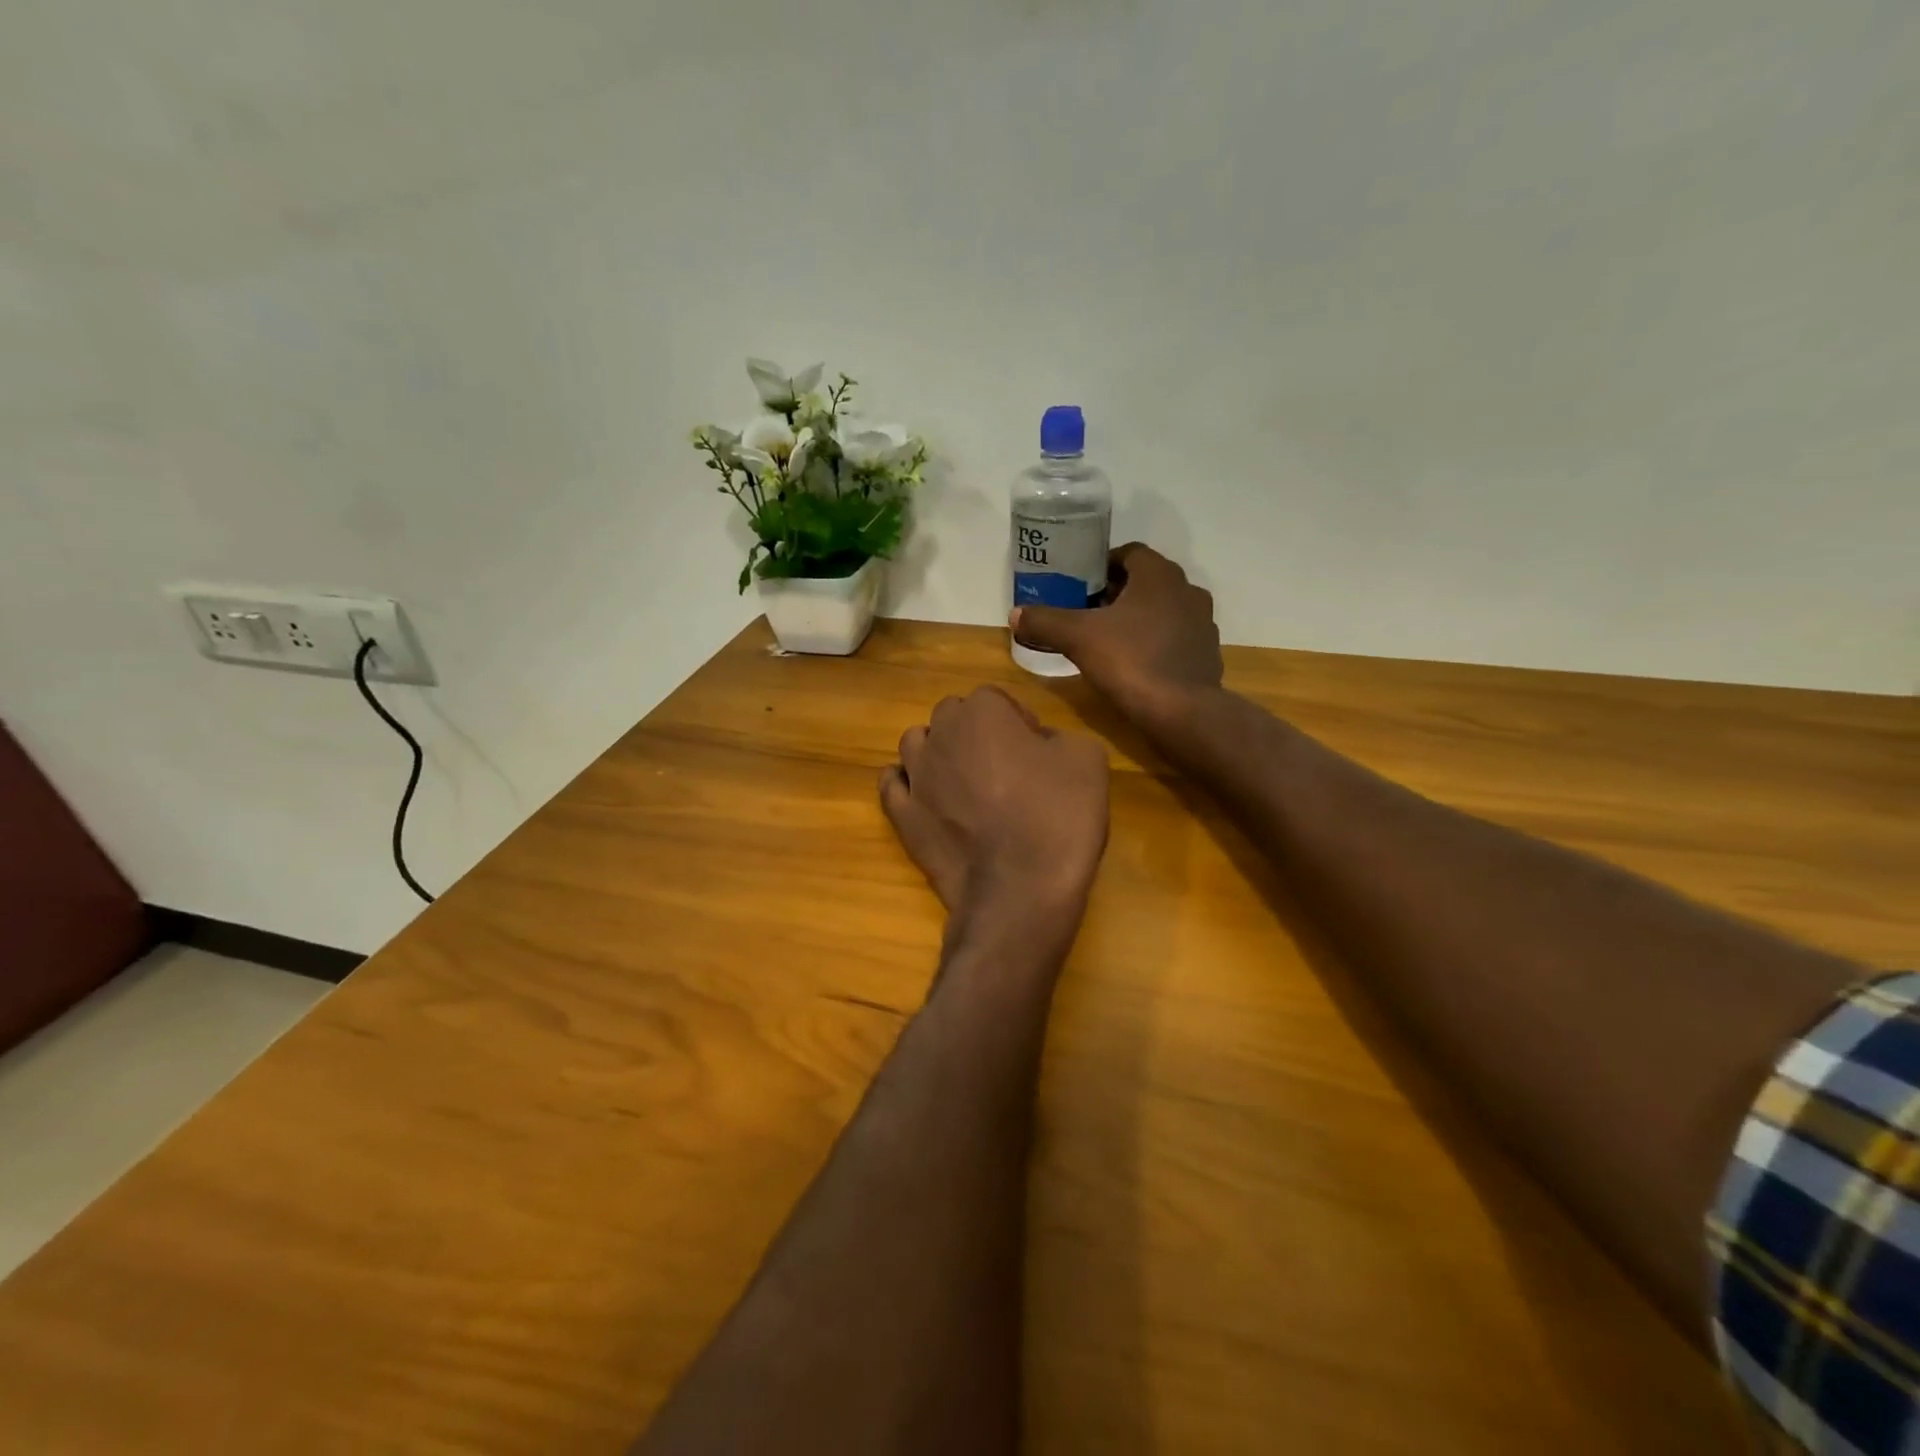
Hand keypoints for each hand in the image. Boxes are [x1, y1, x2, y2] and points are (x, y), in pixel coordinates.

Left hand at [880, 687, 1109, 928]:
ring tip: (964, 780)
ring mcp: (916, 777)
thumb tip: (1037, 745)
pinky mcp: (902, 816)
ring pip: (916, 744)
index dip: (1017, 721)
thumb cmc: (1058, 818)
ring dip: (938, 752)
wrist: (1021, 889)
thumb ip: (1058, 737)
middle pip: (952, 717)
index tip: (1035, 749)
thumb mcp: (1087, 759)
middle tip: (1004, 765)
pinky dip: (906, 784)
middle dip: (974, 732)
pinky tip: (925, 796)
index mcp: (983, 712)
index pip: (995, 699)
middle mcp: (940, 735)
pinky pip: (892, 785)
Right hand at [1010, 543, 1222, 734]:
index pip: (1130, 553)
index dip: (1102, 565)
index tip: (1080, 584)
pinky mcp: (1207, 653)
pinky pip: (1176, 637)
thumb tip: (1015, 615)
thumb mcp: (1078, 638)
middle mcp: (1188, 590)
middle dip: (1117, 592)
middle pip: (1146, 581)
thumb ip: (1045, 621)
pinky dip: (1156, 641)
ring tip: (1109, 637)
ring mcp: (1203, 623)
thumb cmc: (1130, 661)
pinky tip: (1135, 662)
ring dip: (1138, 617)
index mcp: (1160, 575)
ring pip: (1163, 609)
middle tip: (1087, 611)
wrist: (1181, 712)